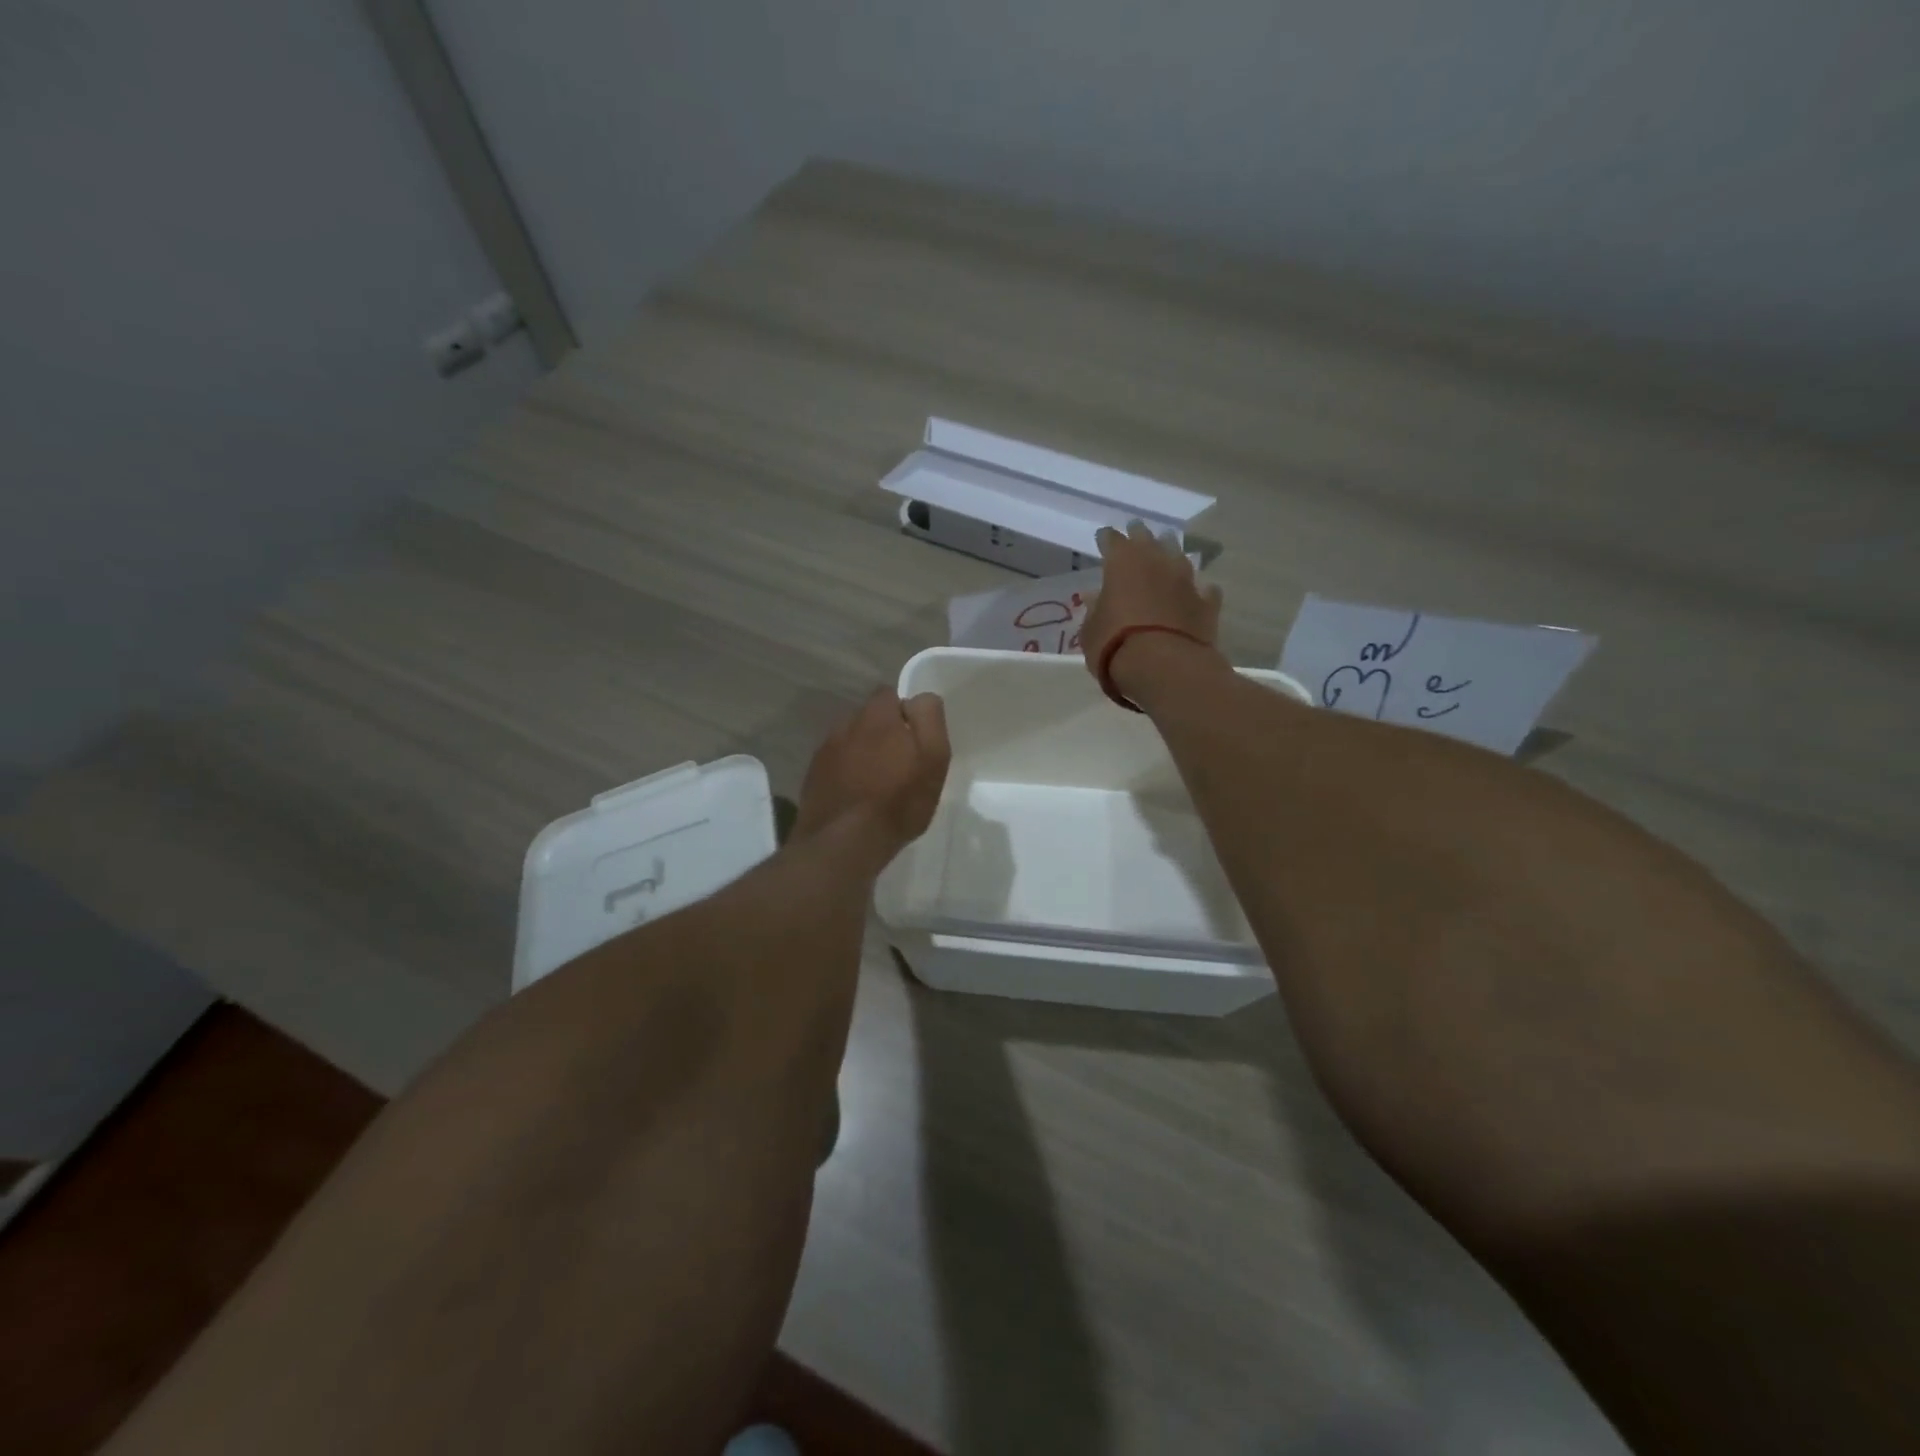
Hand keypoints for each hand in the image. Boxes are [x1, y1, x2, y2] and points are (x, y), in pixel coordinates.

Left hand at [795, 687, 950, 863]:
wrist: (844, 842)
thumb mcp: (933, 757)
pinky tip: (857, 796)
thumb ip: (928, 718)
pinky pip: (836, 764)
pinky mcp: (813, 776)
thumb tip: (919, 699)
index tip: (916, 741)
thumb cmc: (898, 800)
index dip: (905, 714)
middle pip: (869, 718)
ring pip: (851, 741)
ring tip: (877, 783)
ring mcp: (825, 750)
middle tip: (900, 764)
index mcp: (876, 715)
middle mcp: (845, 724)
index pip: (890, 694)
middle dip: (883, 733)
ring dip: (863, 753)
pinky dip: (847, 773)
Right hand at [1082, 519, 1224, 686]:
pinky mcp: (1207, 603)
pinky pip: (1203, 590)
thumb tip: (1095, 598)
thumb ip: (1094, 611)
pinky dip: (1198, 590)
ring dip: (1171, 555)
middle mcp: (1157, 562)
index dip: (1107, 539)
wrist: (1164, 667)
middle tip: (1136, 531)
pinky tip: (1197, 592)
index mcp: (1122, 563)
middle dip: (1140, 535)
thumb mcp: (1090, 631)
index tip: (1104, 538)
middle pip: (1148, 539)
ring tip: (1167, 554)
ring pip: (1179, 557)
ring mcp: (1186, 581)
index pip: (1112, 540)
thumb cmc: (1115, 646)